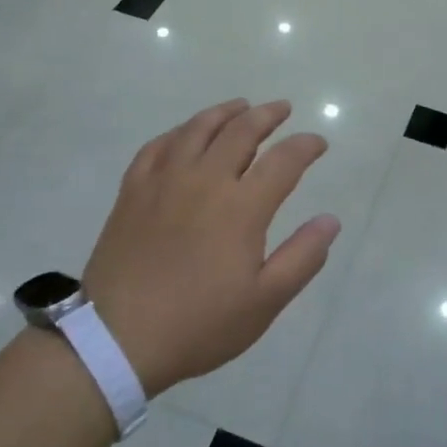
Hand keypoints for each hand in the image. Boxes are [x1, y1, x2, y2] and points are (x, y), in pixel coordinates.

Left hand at [84, 99, 340, 395]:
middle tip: (283, 109)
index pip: (284, 161)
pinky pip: (157, 146)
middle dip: (267, 115)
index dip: (306, 146)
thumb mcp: (264, 302)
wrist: (117, 339)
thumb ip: (302, 257)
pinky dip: (178, 132)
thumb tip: (330, 220)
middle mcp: (204, 180)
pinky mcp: (133, 191)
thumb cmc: (199, 324)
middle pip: (241, 131)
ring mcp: (164, 181)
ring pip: (197, 129)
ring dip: (224, 112)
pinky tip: (185, 134)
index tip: (318, 143)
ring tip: (240, 106)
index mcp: (241, 207)